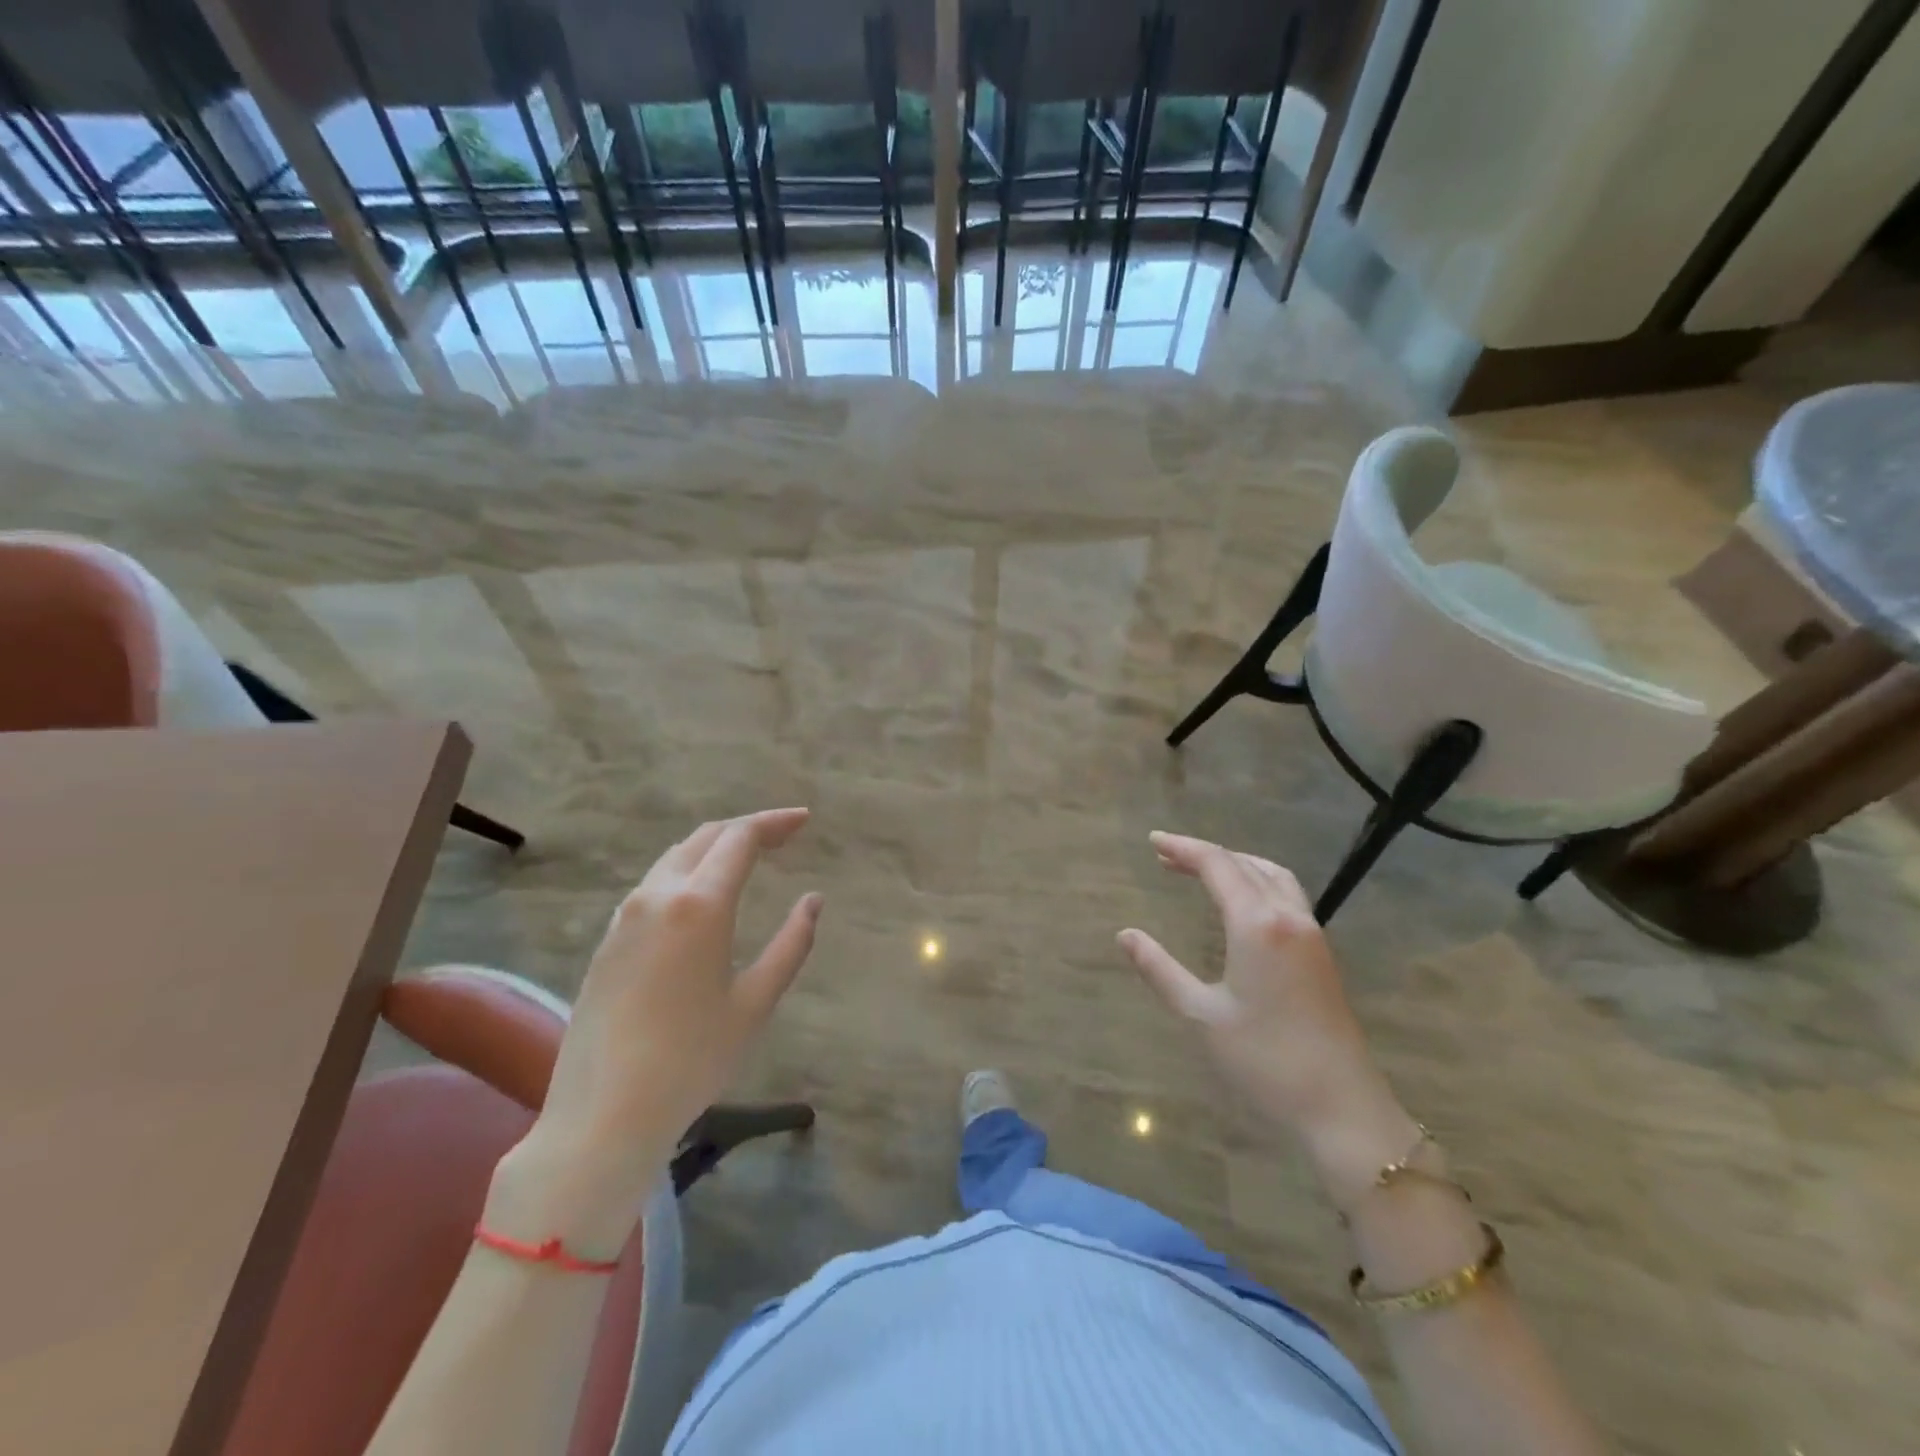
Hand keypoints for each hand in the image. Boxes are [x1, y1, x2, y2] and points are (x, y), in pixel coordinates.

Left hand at [528, 808, 821, 1186]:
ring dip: (714, 848)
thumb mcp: (755, 1003)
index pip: (740, 838)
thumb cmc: (692, 1059)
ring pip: (675, 858)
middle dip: (747, 828)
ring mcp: (625, 917)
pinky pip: (653, 886)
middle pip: (706, 838)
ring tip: (746, 858)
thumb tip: (812, 900)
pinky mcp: (607, 941)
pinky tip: (701, 897)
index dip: (775, 822)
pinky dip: (687, 872)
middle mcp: (658, 896)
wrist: (602, 1114)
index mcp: (699, 904)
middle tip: (783, 835)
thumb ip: (791, 944)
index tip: (804, 820)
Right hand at [1119, 832, 1419, 1199]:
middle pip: (1245, 864)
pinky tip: (1241, 904)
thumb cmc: (1264, 1061)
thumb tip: (1125, 935)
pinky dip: (1257, 882)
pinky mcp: (1321, 955)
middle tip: (1166, 857)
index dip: (1183, 848)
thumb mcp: (1201, 1014)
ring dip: (1236, 864)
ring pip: (1273, 876)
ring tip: (1202, 871)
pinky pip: (1287, 896)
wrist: (1342, 1109)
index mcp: (1257, 924)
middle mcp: (1288, 917)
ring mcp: (1311, 935)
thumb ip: (1160, 969)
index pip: (1217, 865)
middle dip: (1205, 854)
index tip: (1153, 841)